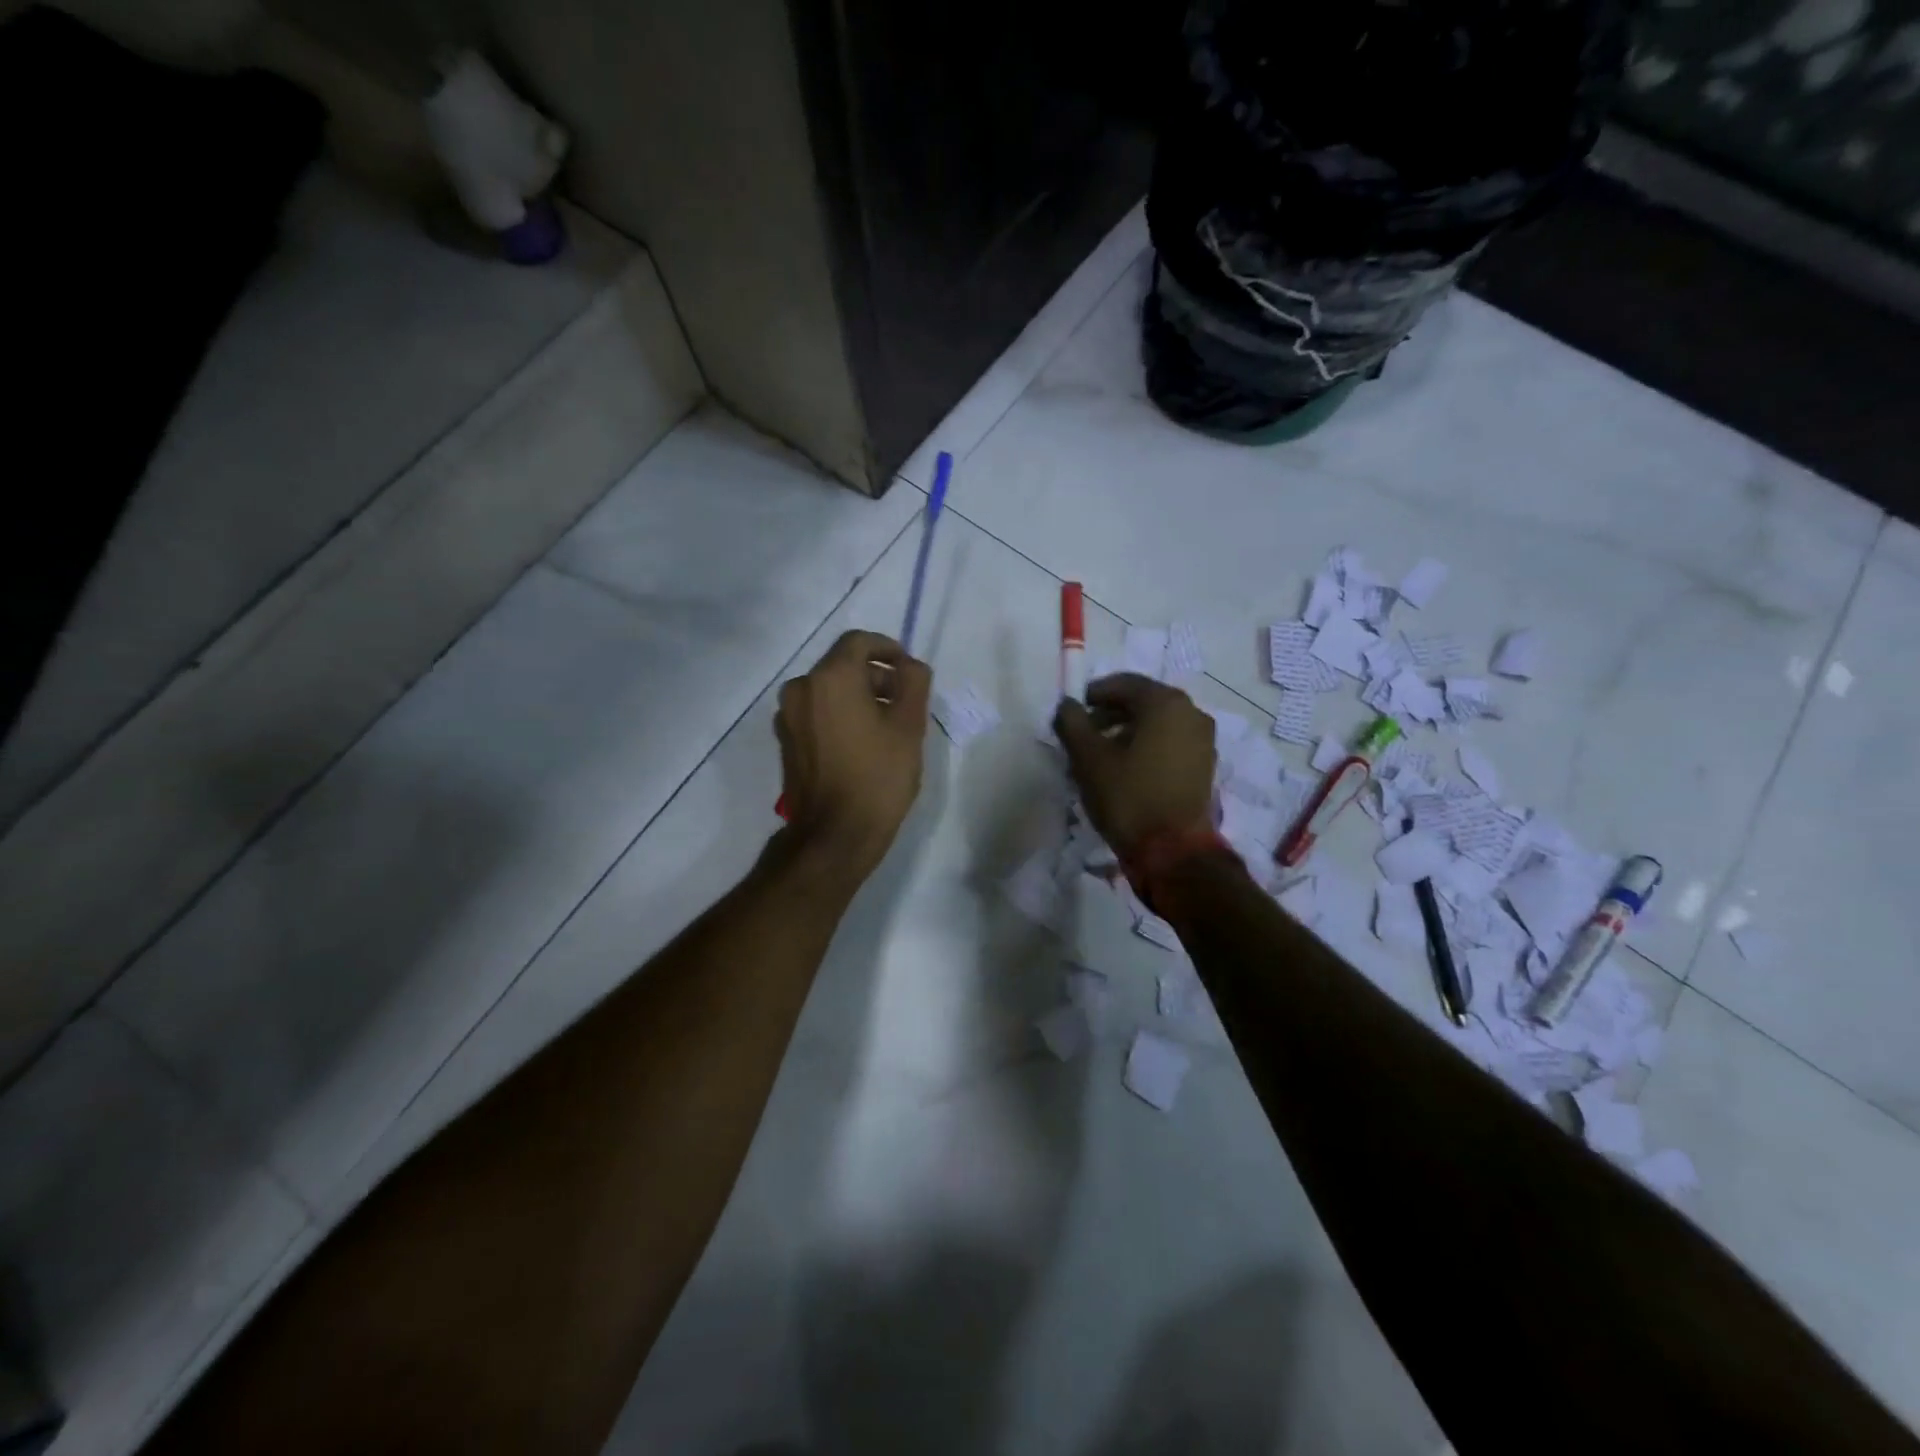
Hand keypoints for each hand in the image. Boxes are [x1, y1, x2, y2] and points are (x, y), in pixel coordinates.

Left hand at [775, 630, 931, 880]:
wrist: (834, 835)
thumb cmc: (878, 777)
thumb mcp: (910, 727)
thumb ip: (914, 683)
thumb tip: (910, 665)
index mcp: (830, 678)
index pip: (859, 642)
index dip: (888, 649)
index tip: (908, 670)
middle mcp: (801, 688)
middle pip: (842, 665)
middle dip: (875, 676)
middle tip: (903, 701)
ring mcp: (788, 716)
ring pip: (828, 690)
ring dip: (857, 696)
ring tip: (886, 724)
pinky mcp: (786, 741)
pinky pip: (816, 713)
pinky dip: (839, 714)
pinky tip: (861, 742)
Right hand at [1054, 674, 1214, 860]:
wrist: (1174, 851)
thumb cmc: (1129, 797)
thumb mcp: (1089, 758)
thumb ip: (1072, 723)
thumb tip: (1067, 705)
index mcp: (1166, 703)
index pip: (1124, 684)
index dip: (1095, 693)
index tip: (1074, 710)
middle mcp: (1191, 713)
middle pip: (1144, 702)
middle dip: (1111, 713)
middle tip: (1085, 732)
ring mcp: (1203, 741)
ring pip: (1158, 724)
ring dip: (1129, 731)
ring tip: (1102, 753)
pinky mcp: (1204, 766)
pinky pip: (1170, 743)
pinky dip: (1147, 746)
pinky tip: (1127, 768)